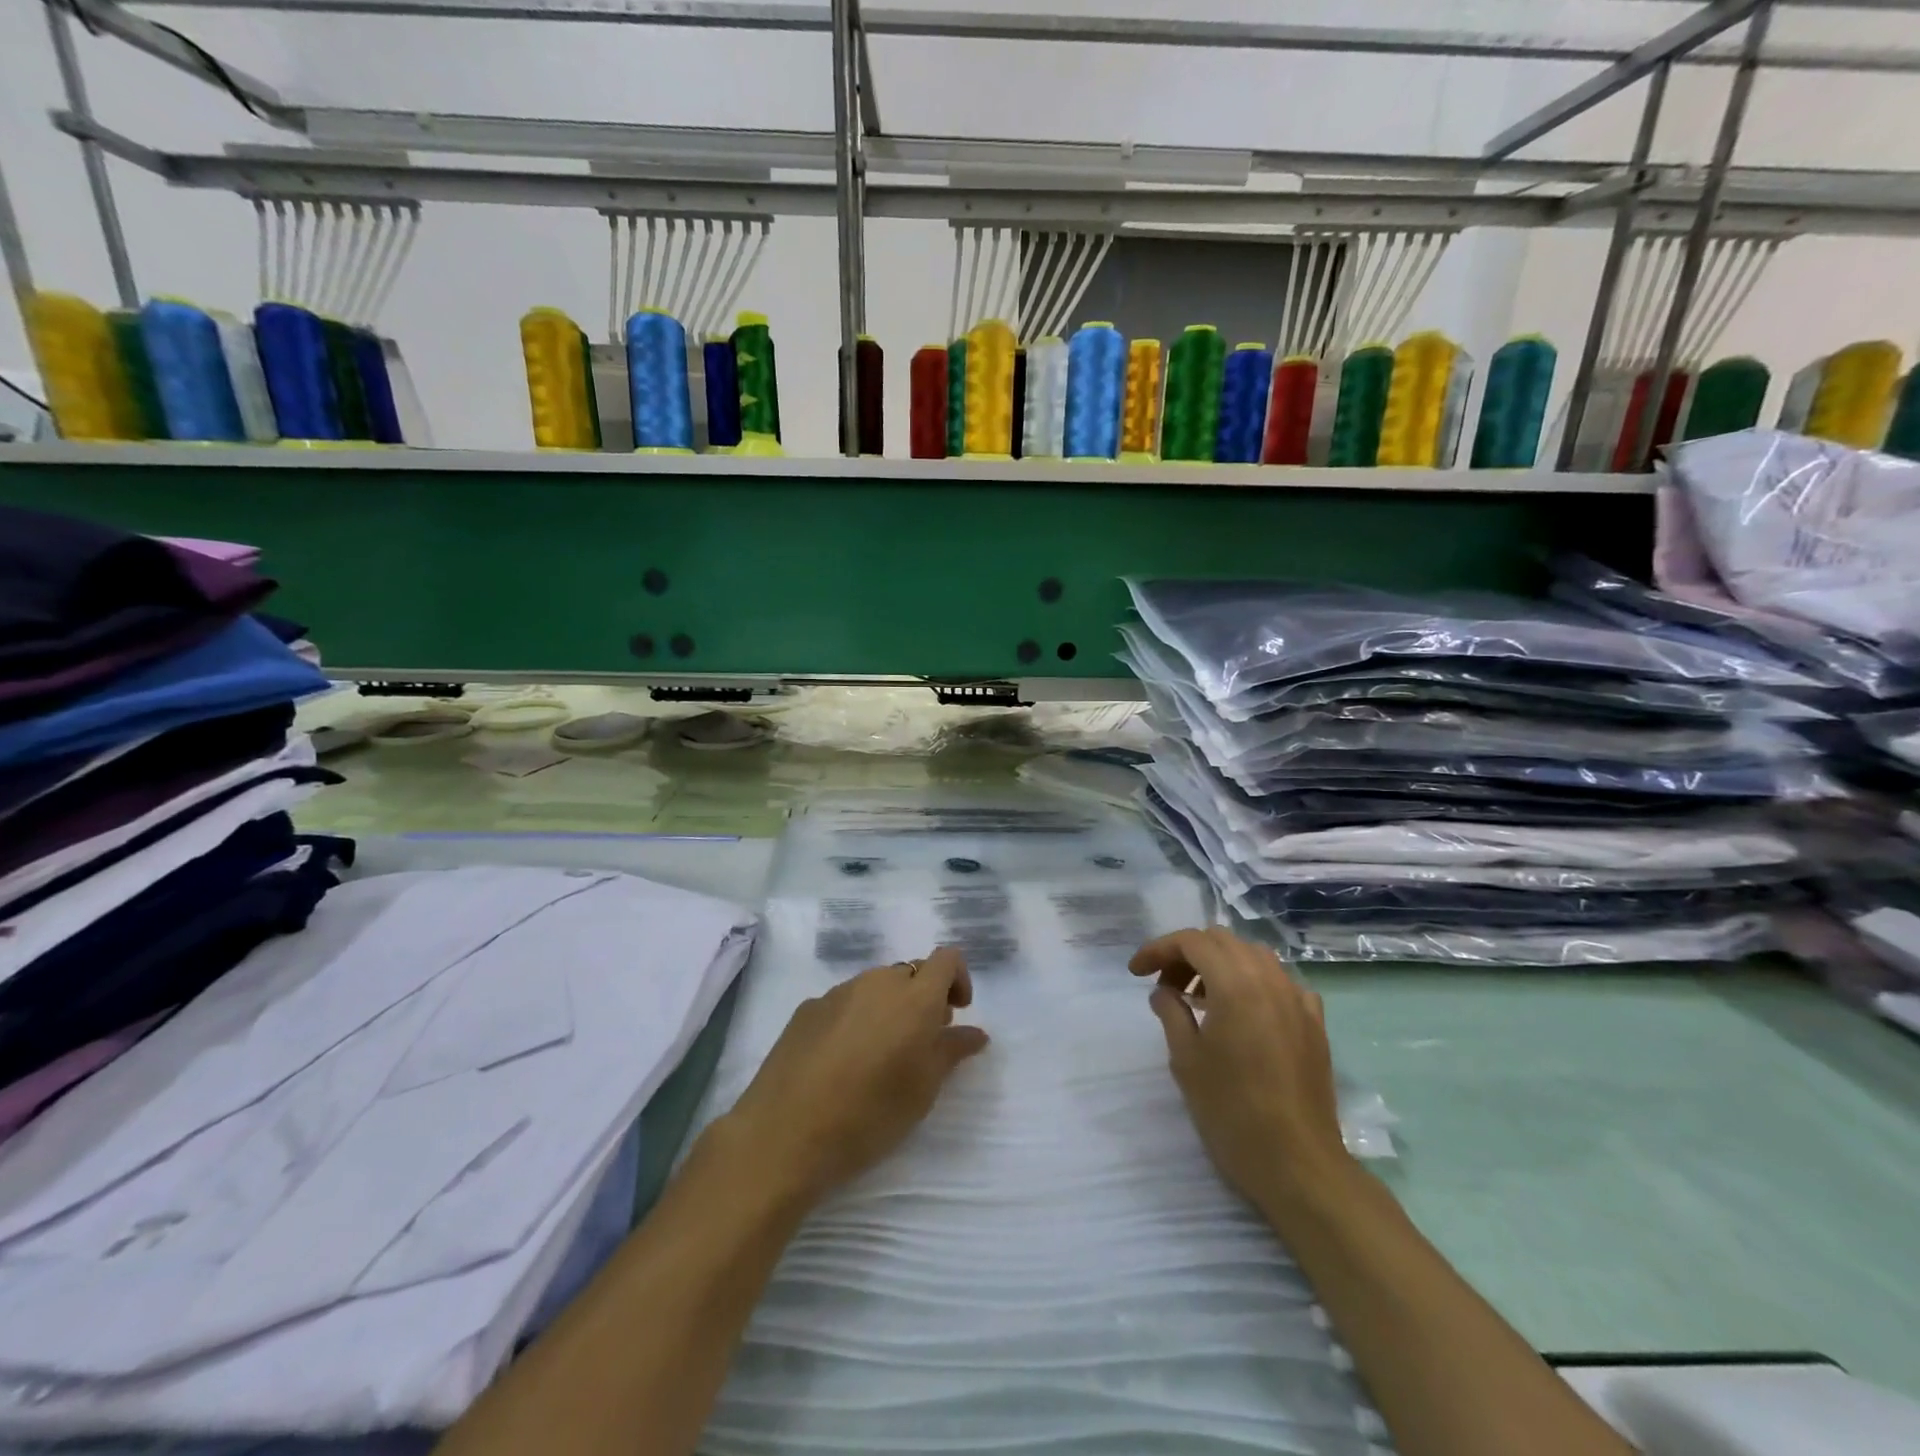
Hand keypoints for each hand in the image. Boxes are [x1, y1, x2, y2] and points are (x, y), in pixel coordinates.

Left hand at [721, 947, 989, 1204]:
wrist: (785, 1134)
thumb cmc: (869, 1115)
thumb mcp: (923, 1090)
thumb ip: (951, 1051)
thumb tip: (975, 1032)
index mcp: (914, 997)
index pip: (946, 959)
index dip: (957, 978)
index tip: (956, 1013)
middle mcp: (877, 982)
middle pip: (910, 972)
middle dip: (923, 997)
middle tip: (921, 1042)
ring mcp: (838, 992)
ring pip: (875, 986)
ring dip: (888, 1007)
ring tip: (880, 1054)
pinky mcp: (807, 1008)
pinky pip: (844, 1001)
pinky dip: (856, 1018)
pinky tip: (843, 1061)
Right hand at [1131, 927, 1350, 1212]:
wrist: (1297, 1164)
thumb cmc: (1231, 1110)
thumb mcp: (1186, 1060)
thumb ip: (1171, 1012)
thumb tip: (1164, 992)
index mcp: (1236, 984)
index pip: (1191, 941)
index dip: (1158, 949)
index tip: (1136, 972)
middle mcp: (1270, 980)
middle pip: (1222, 941)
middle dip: (1188, 954)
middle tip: (1166, 984)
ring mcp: (1298, 1000)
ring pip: (1254, 956)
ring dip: (1222, 964)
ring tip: (1201, 997)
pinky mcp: (1314, 1024)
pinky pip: (1282, 983)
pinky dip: (1256, 984)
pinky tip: (1246, 1013)